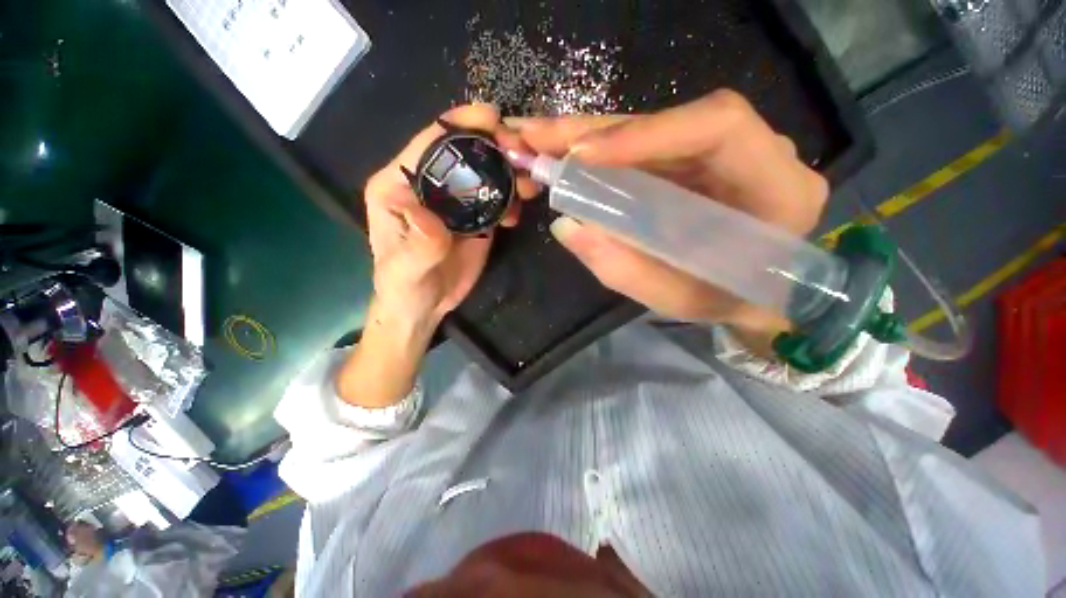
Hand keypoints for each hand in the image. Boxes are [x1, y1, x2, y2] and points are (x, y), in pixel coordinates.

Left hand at [338, 105, 537, 407]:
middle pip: (464, 152)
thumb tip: (430, 215)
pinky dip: (511, 199)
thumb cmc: (403, 286)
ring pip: (485, 174)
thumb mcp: (405, 269)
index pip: (429, 143)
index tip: (492, 119)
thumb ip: (418, 242)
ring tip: (529, 184)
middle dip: (495, 146)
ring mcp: (455, 202)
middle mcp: (428, 186)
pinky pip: (496, 199)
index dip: (460, 125)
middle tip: (524, 153)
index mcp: (399, 185)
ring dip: (509, 172)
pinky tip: (519, 211)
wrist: (423, 307)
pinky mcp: (474, 218)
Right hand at [511, 91, 828, 353]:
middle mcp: (754, 151)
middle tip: (533, 135)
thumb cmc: (724, 300)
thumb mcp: (675, 297)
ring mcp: (721, 152)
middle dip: (594, 131)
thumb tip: (566, 225)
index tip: (581, 154)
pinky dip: (600, 153)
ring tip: (537, 143)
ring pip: (649, 130)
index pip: (716, 127)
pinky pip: (644, 148)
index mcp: (775, 185)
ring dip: (587, 137)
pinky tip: (564, 155)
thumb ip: (623, 267)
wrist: (755, 294)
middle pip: (669, 120)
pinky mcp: (693, 161)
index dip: (645, 133)